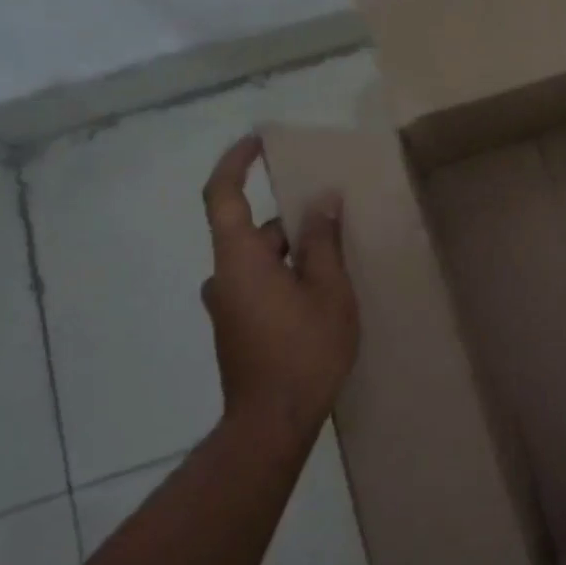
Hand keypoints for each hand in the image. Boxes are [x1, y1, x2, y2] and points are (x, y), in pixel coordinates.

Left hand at [199, 136, 359, 442]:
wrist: (273, 422)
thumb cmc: (304, 350)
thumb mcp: (328, 290)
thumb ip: (323, 241)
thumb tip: (322, 199)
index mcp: (239, 260)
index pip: (223, 197)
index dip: (236, 164)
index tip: (258, 142)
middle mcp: (224, 277)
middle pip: (254, 231)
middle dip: (294, 221)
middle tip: (338, 218)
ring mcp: (227, 305)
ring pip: (262, 261)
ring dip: (295, 253)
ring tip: (342, 259)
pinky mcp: (237, 327)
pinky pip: (261, 283)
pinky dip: (288, 276)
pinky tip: (324, 293)